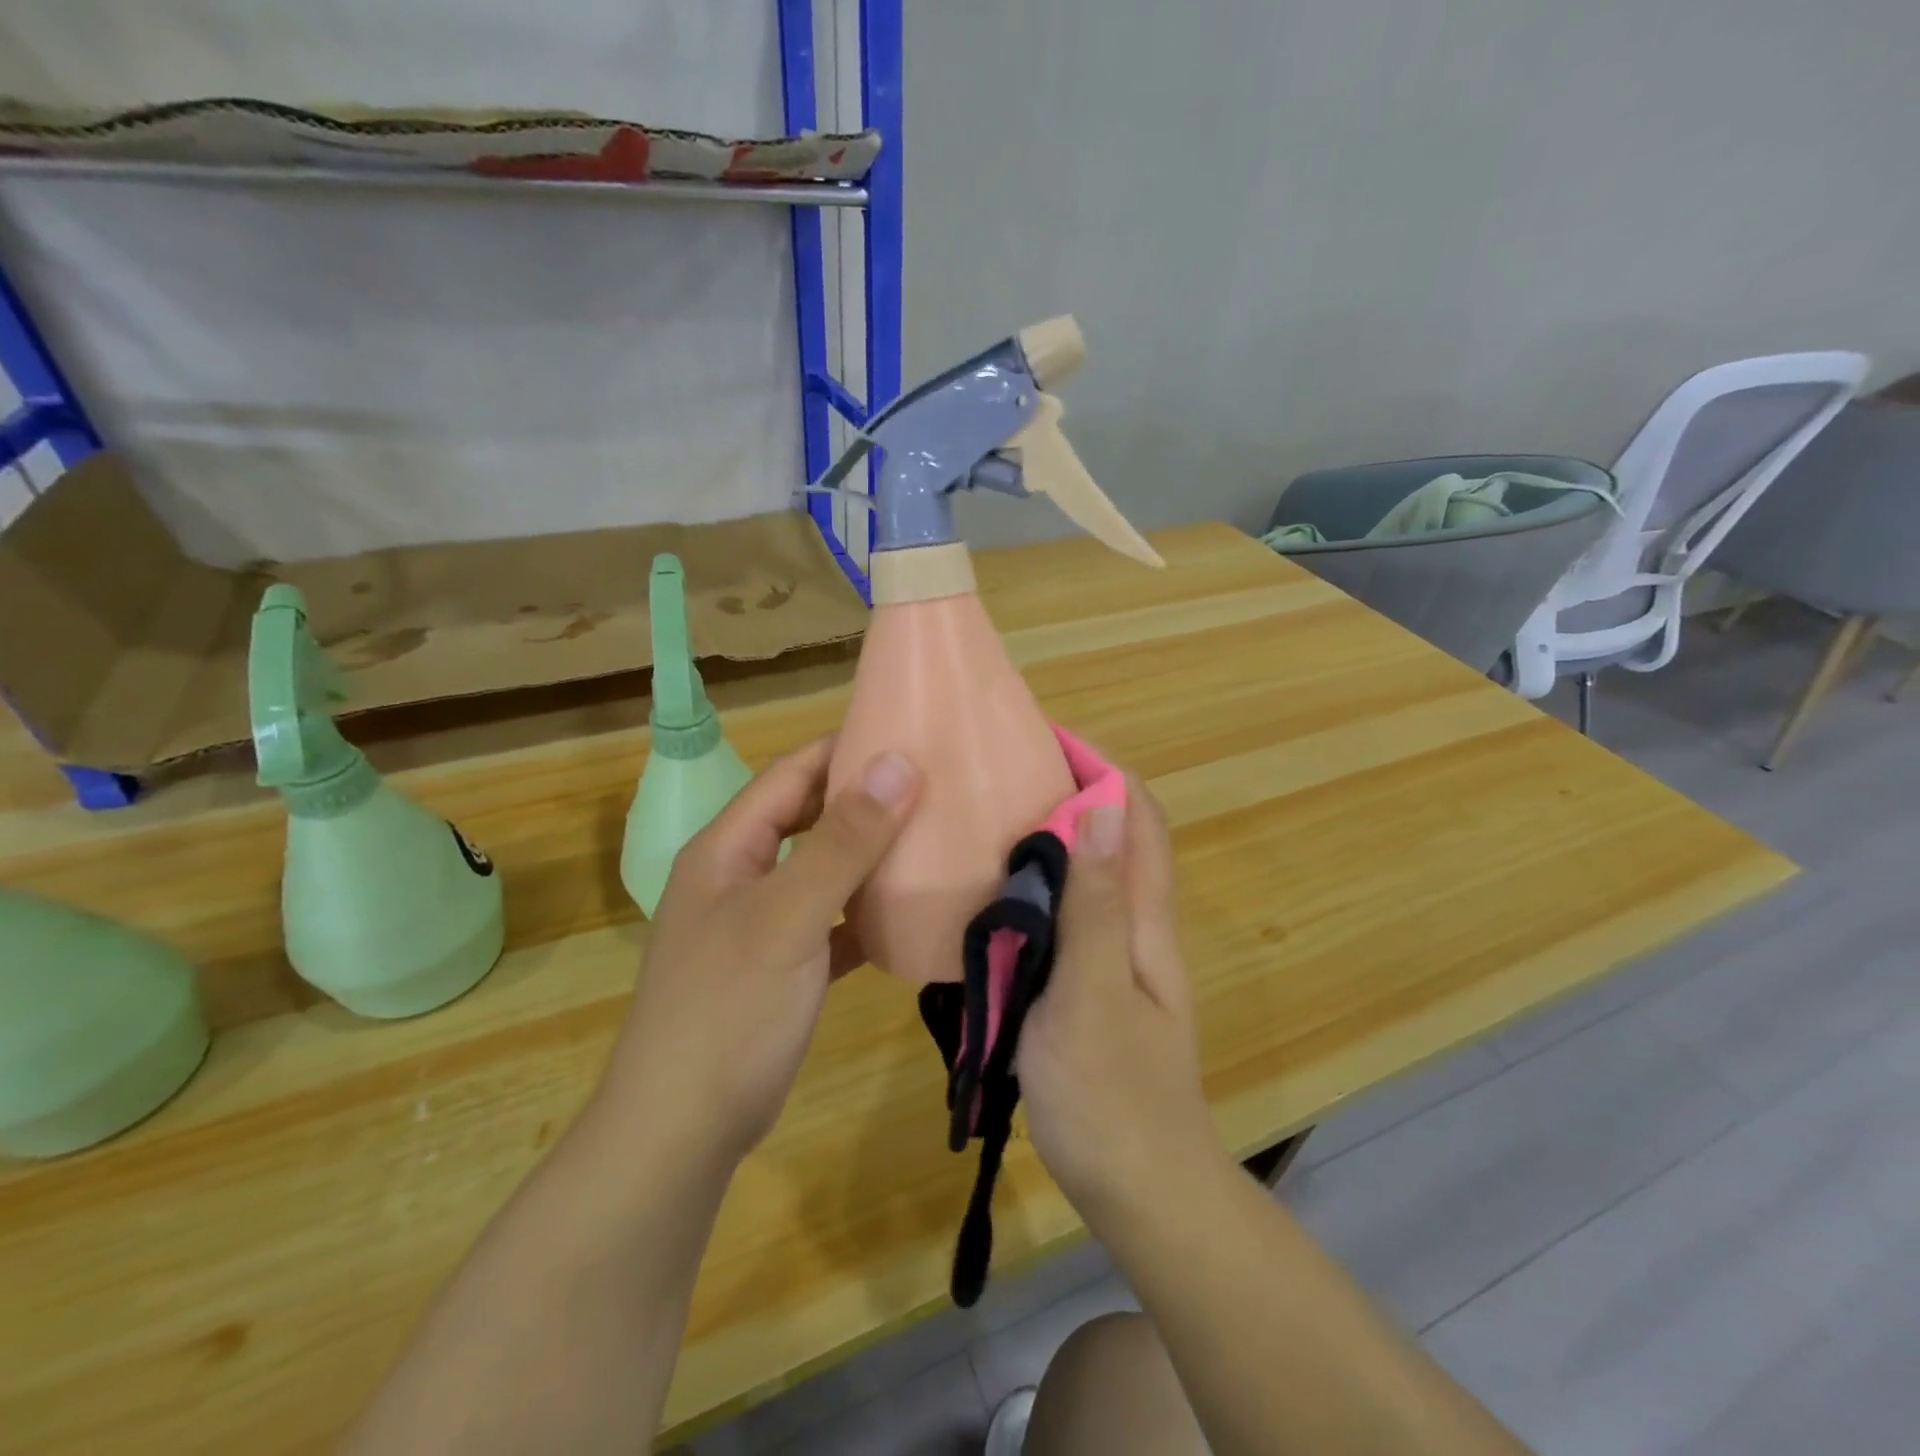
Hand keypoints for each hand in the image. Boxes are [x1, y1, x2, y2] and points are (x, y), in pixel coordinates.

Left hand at [600, 737, 920, 1165]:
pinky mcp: (784, 967)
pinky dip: (866, 912)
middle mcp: (742, 876)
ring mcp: (762, 923)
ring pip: (824, 870)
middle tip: (935, 783)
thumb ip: (842, 841)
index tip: (909, 733)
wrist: (682, 1131)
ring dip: (870, 855)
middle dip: (866, 799)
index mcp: (729, 848)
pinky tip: (909, 911)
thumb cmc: (728, 1010)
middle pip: (809, 818)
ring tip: (935, 836)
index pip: (792, 774)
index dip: (844, 748)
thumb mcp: (788, 917)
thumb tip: (897, 763)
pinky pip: (833, 921)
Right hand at [1016, 780, 1221, 1224]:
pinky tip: (994, 893)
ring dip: (1054, 833)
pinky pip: (1070, 911)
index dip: (1100, 766)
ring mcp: (1117, 954)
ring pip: (1092, 871)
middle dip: (1072, 788)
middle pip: (1116, 834)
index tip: (1043, 736)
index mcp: (1146, 917)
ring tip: (988, 817)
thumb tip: (1104, 808)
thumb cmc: (1112, 1093)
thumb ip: (1097, 904)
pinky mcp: (1092, 982)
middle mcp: (1138, 923)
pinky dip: (1040, 883)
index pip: (1137, 814)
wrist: (1140, 1189)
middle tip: (1001, 771)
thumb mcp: (1093, 993)